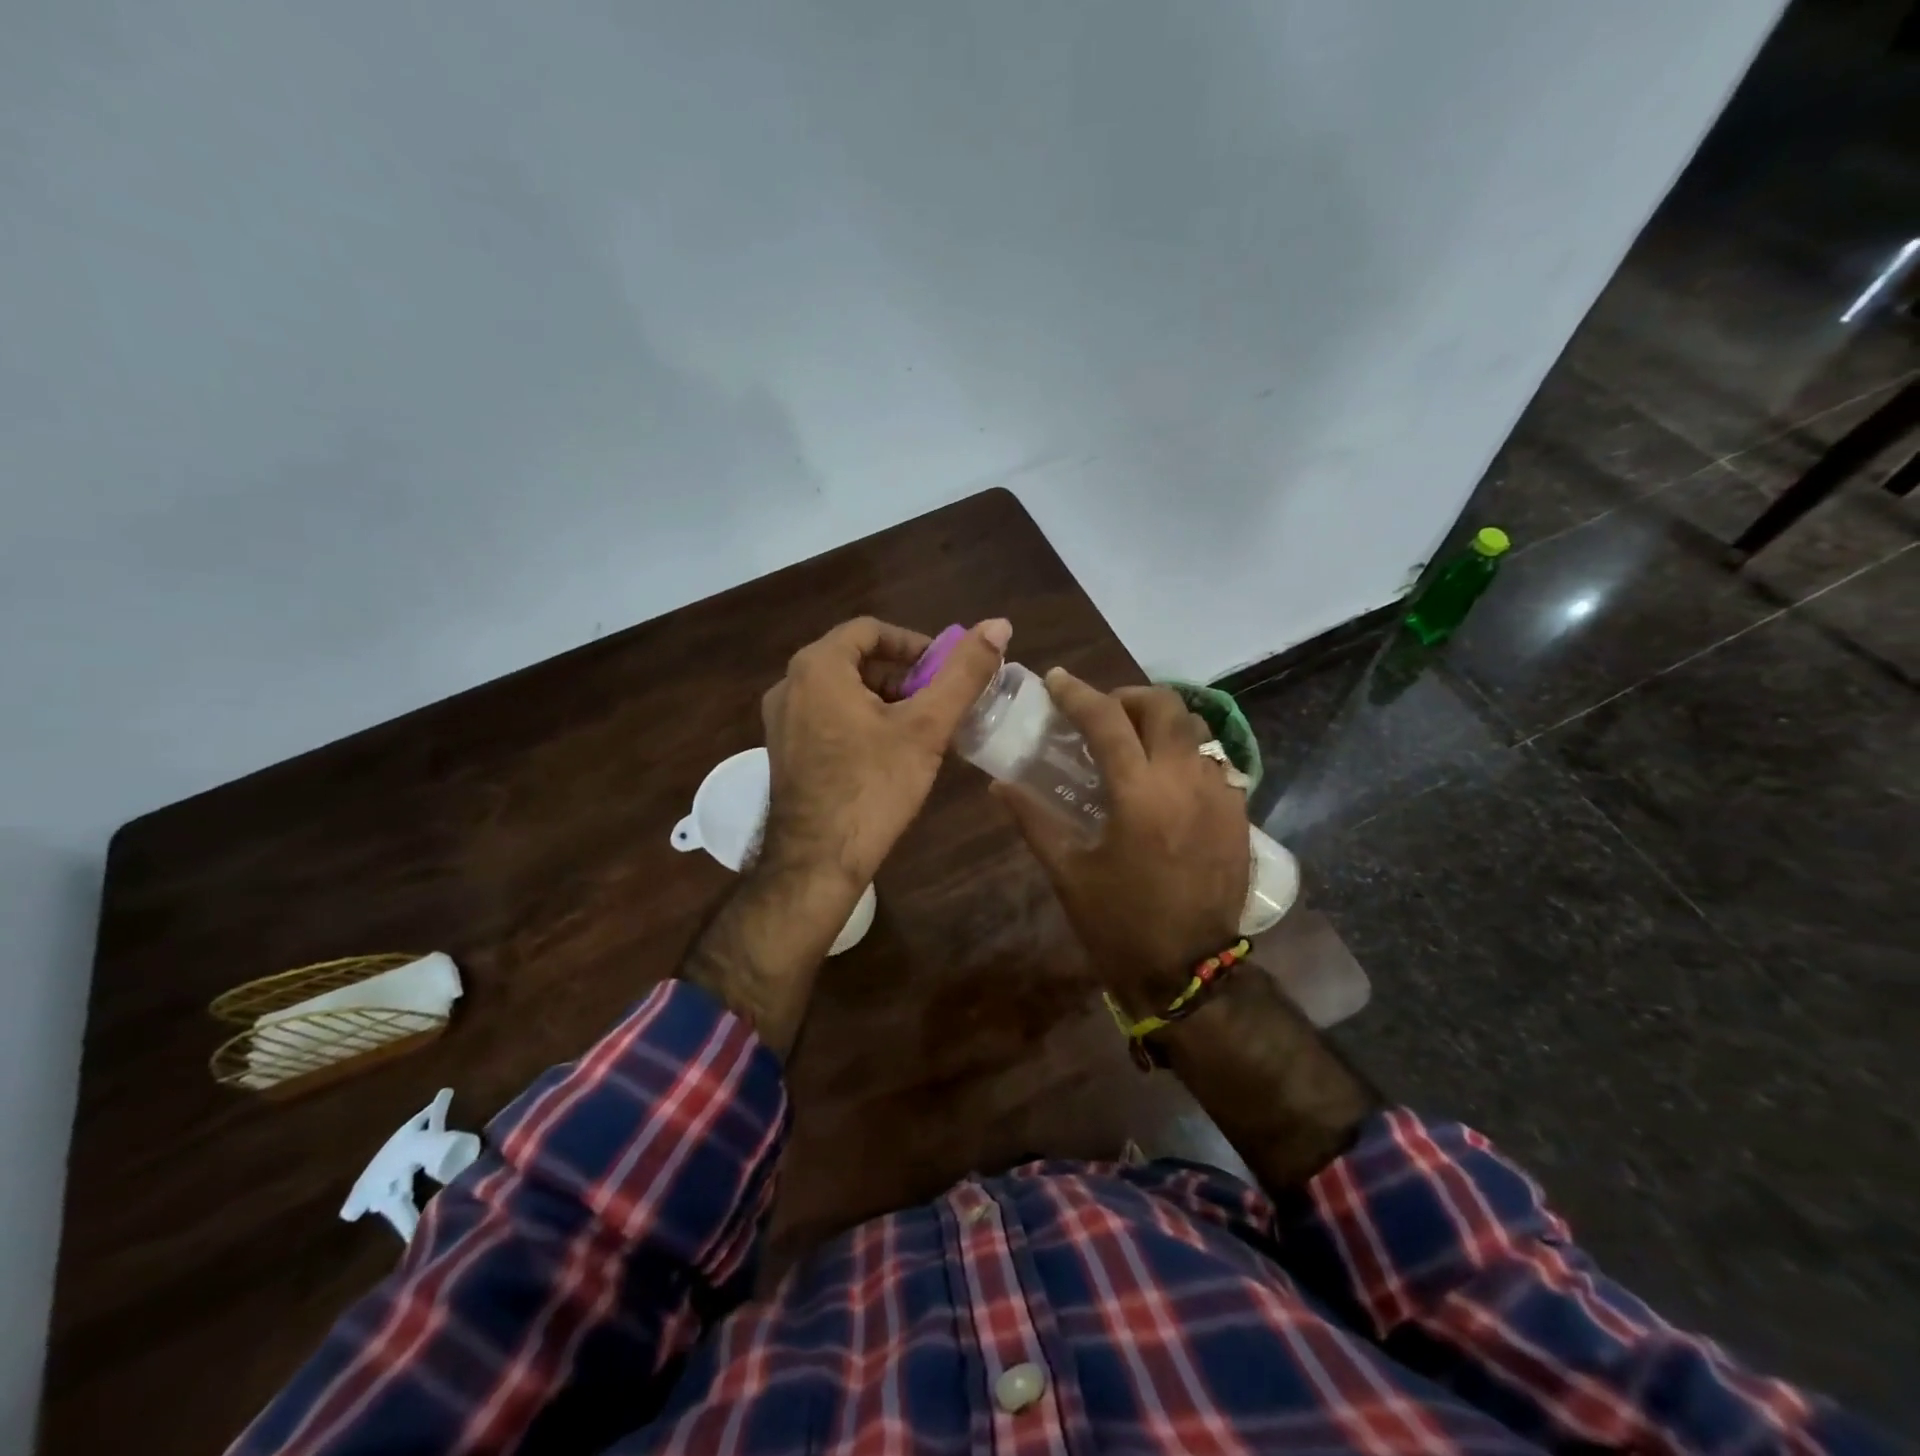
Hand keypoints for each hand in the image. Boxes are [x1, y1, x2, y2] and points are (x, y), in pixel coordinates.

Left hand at [758, 616, 1010, 890]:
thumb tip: (999, 624)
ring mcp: (781, 720)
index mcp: (817, 666)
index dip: (914, 644)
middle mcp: (789, 684)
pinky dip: (861, 720)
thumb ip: (964, 673)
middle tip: (938, 702)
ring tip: (920, 729)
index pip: (871, 630)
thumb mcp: (926, 727)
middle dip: (902, 675)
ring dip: (884, 699)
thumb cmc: (873, 787)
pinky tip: (889, 753)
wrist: (817, 862)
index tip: (944, 670)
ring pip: (841, 690)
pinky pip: (827, 716)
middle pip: (855, 660)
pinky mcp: (784, 750)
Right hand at [994, 671, 1249, 1014]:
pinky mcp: (1239, 814)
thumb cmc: (1119, 924)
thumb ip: (1033, 820)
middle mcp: (1185, 781)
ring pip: (1196, 728)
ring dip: (1161, 721)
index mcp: (1139, 795)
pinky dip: (1185, 753)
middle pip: (1164, 706)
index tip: (1056, 680)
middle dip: (1128, 697)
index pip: (1107, 721)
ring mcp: (1220, 795)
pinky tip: (1165, 778)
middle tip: (1101, 713)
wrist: (1188, 971)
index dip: (1077, 693)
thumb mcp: (1068, 872)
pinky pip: (1215, 761)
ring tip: (1134, 740)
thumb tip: (999, 785)